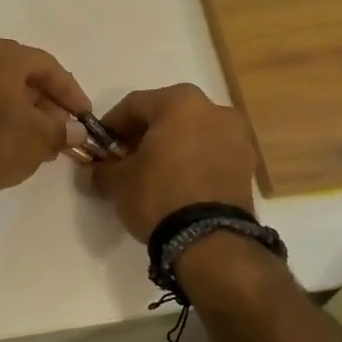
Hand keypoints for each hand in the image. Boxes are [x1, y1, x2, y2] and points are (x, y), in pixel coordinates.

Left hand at [0, 38, 91, 197]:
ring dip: (27, 112)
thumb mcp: (42, 136)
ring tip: (45, 140)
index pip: (46, 66)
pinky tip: (18, 143)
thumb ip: (64, 129)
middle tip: (64, 127)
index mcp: (0, 56)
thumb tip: (76, 131)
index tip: (85, 116)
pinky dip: (4, 118)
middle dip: (48, 102)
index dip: (71, 92)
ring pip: (2, 91)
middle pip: (22, 76)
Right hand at [89, 84, 257, 240]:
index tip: (99, 147)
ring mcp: (237, 136)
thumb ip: (101, 168)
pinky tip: (177, 184)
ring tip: (153, 175)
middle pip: (166, 116)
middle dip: (143, 135)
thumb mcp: (118, 181)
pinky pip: (211, 154)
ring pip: (192, 134)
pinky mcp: (248, 165)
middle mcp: (214, 109)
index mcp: (180, 101)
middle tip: (125, 160)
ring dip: (170, 148)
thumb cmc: (158, 195)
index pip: (134, 105)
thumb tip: (93, 170)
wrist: (210, 241)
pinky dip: (192, 162)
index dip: (111, 126)